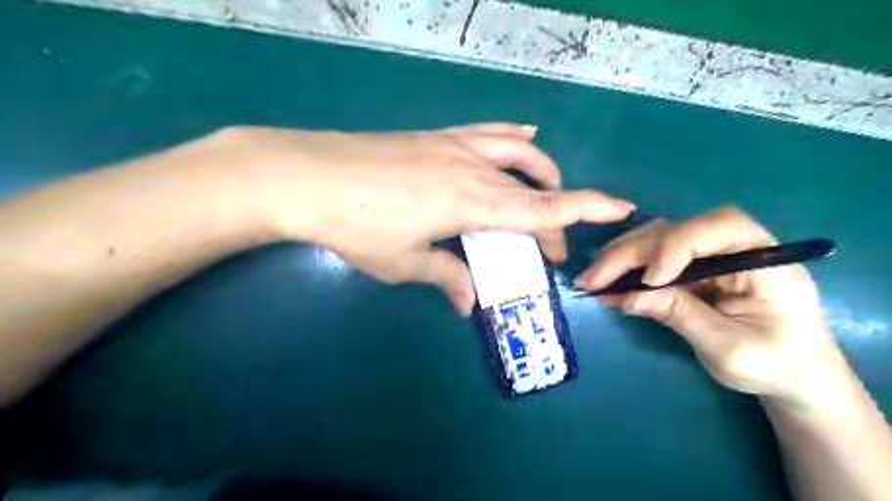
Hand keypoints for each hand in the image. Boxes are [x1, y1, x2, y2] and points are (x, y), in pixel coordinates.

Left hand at [226, 122, 637, 313]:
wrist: (306, 176)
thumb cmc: (356, 226)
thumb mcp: (403, 262)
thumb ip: (445, 277)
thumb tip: (469, 301)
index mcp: (473, 203)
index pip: (543, 207)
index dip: (586, 208)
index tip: (622, 207)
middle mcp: (473, 168)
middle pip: (534, 187)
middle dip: (554, 213)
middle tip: (549, 245)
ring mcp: (454, 146)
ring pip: (517, 150)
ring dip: (541, 171)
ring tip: (545, 188)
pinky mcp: (434, 137)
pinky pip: (488, 132)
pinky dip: (512, 139)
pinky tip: (520, 139)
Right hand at [575, 208, 843, 409]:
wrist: (793, 377)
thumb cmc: (775, 366)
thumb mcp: (728, 348)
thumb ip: (680, 315)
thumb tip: (626, 296)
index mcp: (766, 259)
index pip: (720, 226)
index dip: (678, 245)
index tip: (651, 280)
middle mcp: (736, 246)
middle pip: (676, 231)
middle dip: (631, 253)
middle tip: (593, 279)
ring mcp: (711, 254)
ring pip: (657, 238)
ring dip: (621, 256)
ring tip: (592, 279)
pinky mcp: (692, 266)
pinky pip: (653, 256)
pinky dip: (627, 268)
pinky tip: (607, 282)